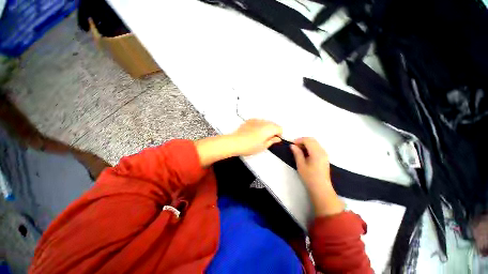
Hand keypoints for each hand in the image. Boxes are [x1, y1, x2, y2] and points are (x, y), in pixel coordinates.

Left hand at [230, 119, 282, 155]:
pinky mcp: (250, 120)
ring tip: (259, 136)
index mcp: (269, 128)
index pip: (280, 128)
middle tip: (267, 139)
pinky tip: (254, 132)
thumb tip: (277, 139)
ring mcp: (256, 120)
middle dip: (273, 131)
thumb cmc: (249, 146)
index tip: (275, 139)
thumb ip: (272, 141)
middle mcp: (263, 122)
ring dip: (266, 128)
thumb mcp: (263, 146)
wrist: (235, 142)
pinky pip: (258, 122)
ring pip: (266, 122)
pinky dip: (259, 126)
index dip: (279, 135)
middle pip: (273, 124)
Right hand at [290, 137, 343, 216]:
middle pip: (312, 140)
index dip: (299, 140)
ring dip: (306, 143)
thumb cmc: (309, 177)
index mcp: (316, 152)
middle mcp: (322, 151)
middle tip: (294, 146)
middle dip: (302, 141)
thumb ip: (297, 153)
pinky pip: (317, 147)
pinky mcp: (325, 157)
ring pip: (315, 143)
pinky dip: (310, 147)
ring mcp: (324, 154)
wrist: (321, 188)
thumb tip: (292, 145)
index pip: (308, 140)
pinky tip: (305, 153)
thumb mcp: (301, 165)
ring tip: (298, 150)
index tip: (292, 144)